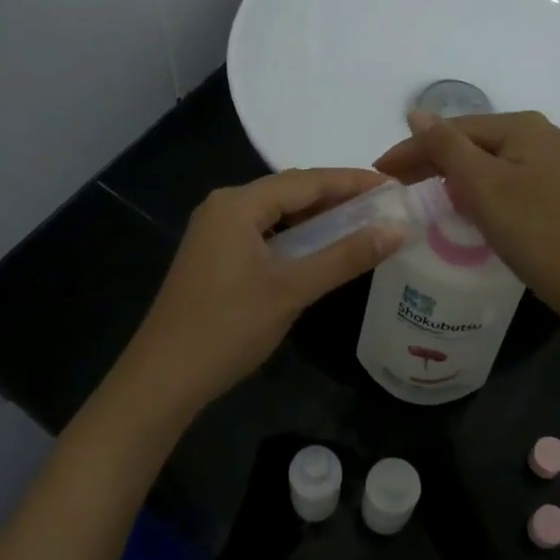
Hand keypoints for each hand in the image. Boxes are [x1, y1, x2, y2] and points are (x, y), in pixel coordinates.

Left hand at [116, 168, 403, 419]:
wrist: (163, 378)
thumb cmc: (228, 327)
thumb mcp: (292, 289)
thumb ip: (345, 256)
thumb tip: (397, 230)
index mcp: (238, 204)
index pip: (307, 180)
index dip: (353, 181)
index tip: (394, 186)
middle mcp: (224, 207)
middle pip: (291, 192)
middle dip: (337, 198)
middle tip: (384, 208)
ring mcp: (215, 233)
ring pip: (277, 214)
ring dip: (317, 219)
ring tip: (362, 226)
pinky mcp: (215, 257)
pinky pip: (264, 234)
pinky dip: (296, 239)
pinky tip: (321, 252)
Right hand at [373, 110, 559, 321]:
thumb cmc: (533, 230)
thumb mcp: (483, 185)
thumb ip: (446, 146)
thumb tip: (414, 112)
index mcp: (522, 126)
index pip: (453, 129)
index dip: (413, 148)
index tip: (378, 170)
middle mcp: (535, 136)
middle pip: (468, 142)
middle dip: (428, 161)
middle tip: (389, 184)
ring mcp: (543, 164)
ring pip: (480, 163)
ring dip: (446, 175)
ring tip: (412, 191)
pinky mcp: (544, 191)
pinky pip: (495, 180)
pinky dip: (469, 190)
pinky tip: (453, 202)